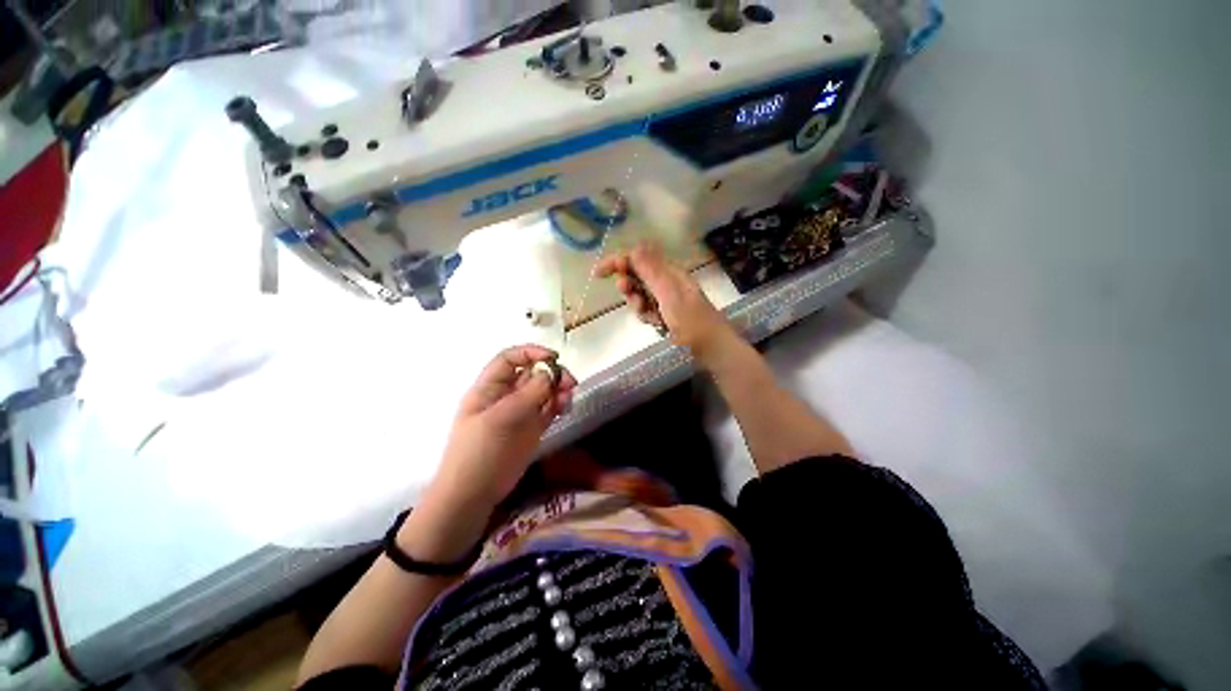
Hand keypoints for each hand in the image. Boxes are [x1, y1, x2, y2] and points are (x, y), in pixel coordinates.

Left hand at [433, 346, 576, 509]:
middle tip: (569, 382)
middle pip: (532, 373)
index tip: (553, 358)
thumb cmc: (477, 454)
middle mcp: (506, 396)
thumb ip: (526, 395)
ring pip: (544, 390)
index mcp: (489, 388)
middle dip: (551, 372)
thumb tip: (550, 372)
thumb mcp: (498, 420)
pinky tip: (566, 407)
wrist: (473, 496)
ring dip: (558, 388)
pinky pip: (550, 408)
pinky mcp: (533, 428)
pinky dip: (559, 404)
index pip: (510, 359)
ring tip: (568, 396)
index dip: (530, 353)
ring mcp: (521, 412)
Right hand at [594, 242, 734, 360]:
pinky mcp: (664, 313)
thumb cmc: (690, 318)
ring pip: (639, 295)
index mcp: (668, 271)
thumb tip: (634, 247)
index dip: (617, 262)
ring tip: (649, 314)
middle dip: (629, 285)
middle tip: (627, 292)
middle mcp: (665, 281)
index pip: (638, 258)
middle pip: (636, 275)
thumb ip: (650, 271)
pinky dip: (646, 316)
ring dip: (637, 304)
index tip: (599, 273)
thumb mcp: (669, 293)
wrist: (710, 346)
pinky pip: (646, 310)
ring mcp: (665, 298)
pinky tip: (656, 323)